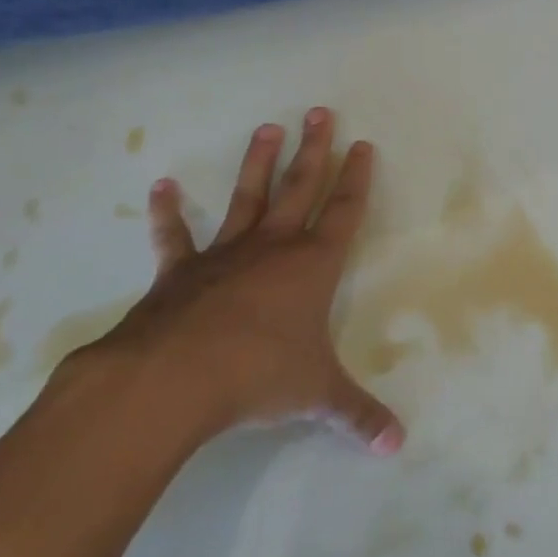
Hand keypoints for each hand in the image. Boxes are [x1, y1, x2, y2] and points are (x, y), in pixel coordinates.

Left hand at [66, 107, 404, 457]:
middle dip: (314, 149)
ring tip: (268, 127)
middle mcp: (273, 247)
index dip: (357, 178)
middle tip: (320, 111)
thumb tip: (396, 445)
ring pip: (248, 197)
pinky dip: (167, 213)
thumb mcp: (317, 395)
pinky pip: (174, 236)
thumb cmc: (259, 375)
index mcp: (313, 265)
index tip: (363, 144)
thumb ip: (356, 415)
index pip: (345, 211)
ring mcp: (225, 254)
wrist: (174, 379)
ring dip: (258, 163)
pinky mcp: (180, 271)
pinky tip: (160, 186)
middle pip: (301, 187)